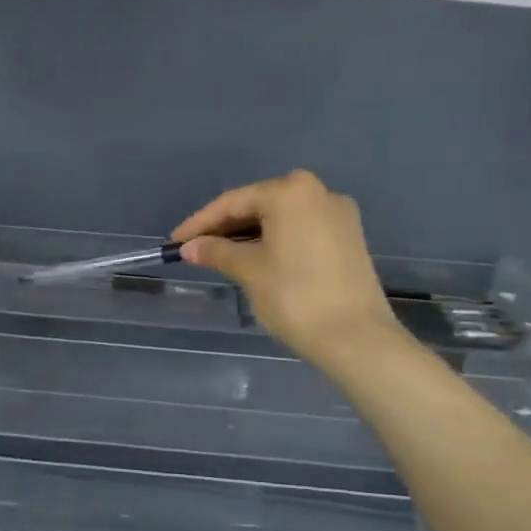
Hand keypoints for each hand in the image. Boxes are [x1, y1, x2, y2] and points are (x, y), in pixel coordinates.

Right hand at [172, 170, 402, 374]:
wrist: (356, 337)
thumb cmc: (295, 296)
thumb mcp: (249, 270)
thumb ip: (217, 252)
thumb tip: (191, 247)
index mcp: (291, 192)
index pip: (234, 202)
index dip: (200, 222)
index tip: (175, 242)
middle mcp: (318, 192)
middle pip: (259, 204)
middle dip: (225, 226)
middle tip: (195, 247)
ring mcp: (338, 214)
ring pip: (281, 217)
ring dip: (249, 233)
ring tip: (219, 253)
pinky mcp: (349, 237)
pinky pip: (300, 229)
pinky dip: (274, 239)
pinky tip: (254, 256)